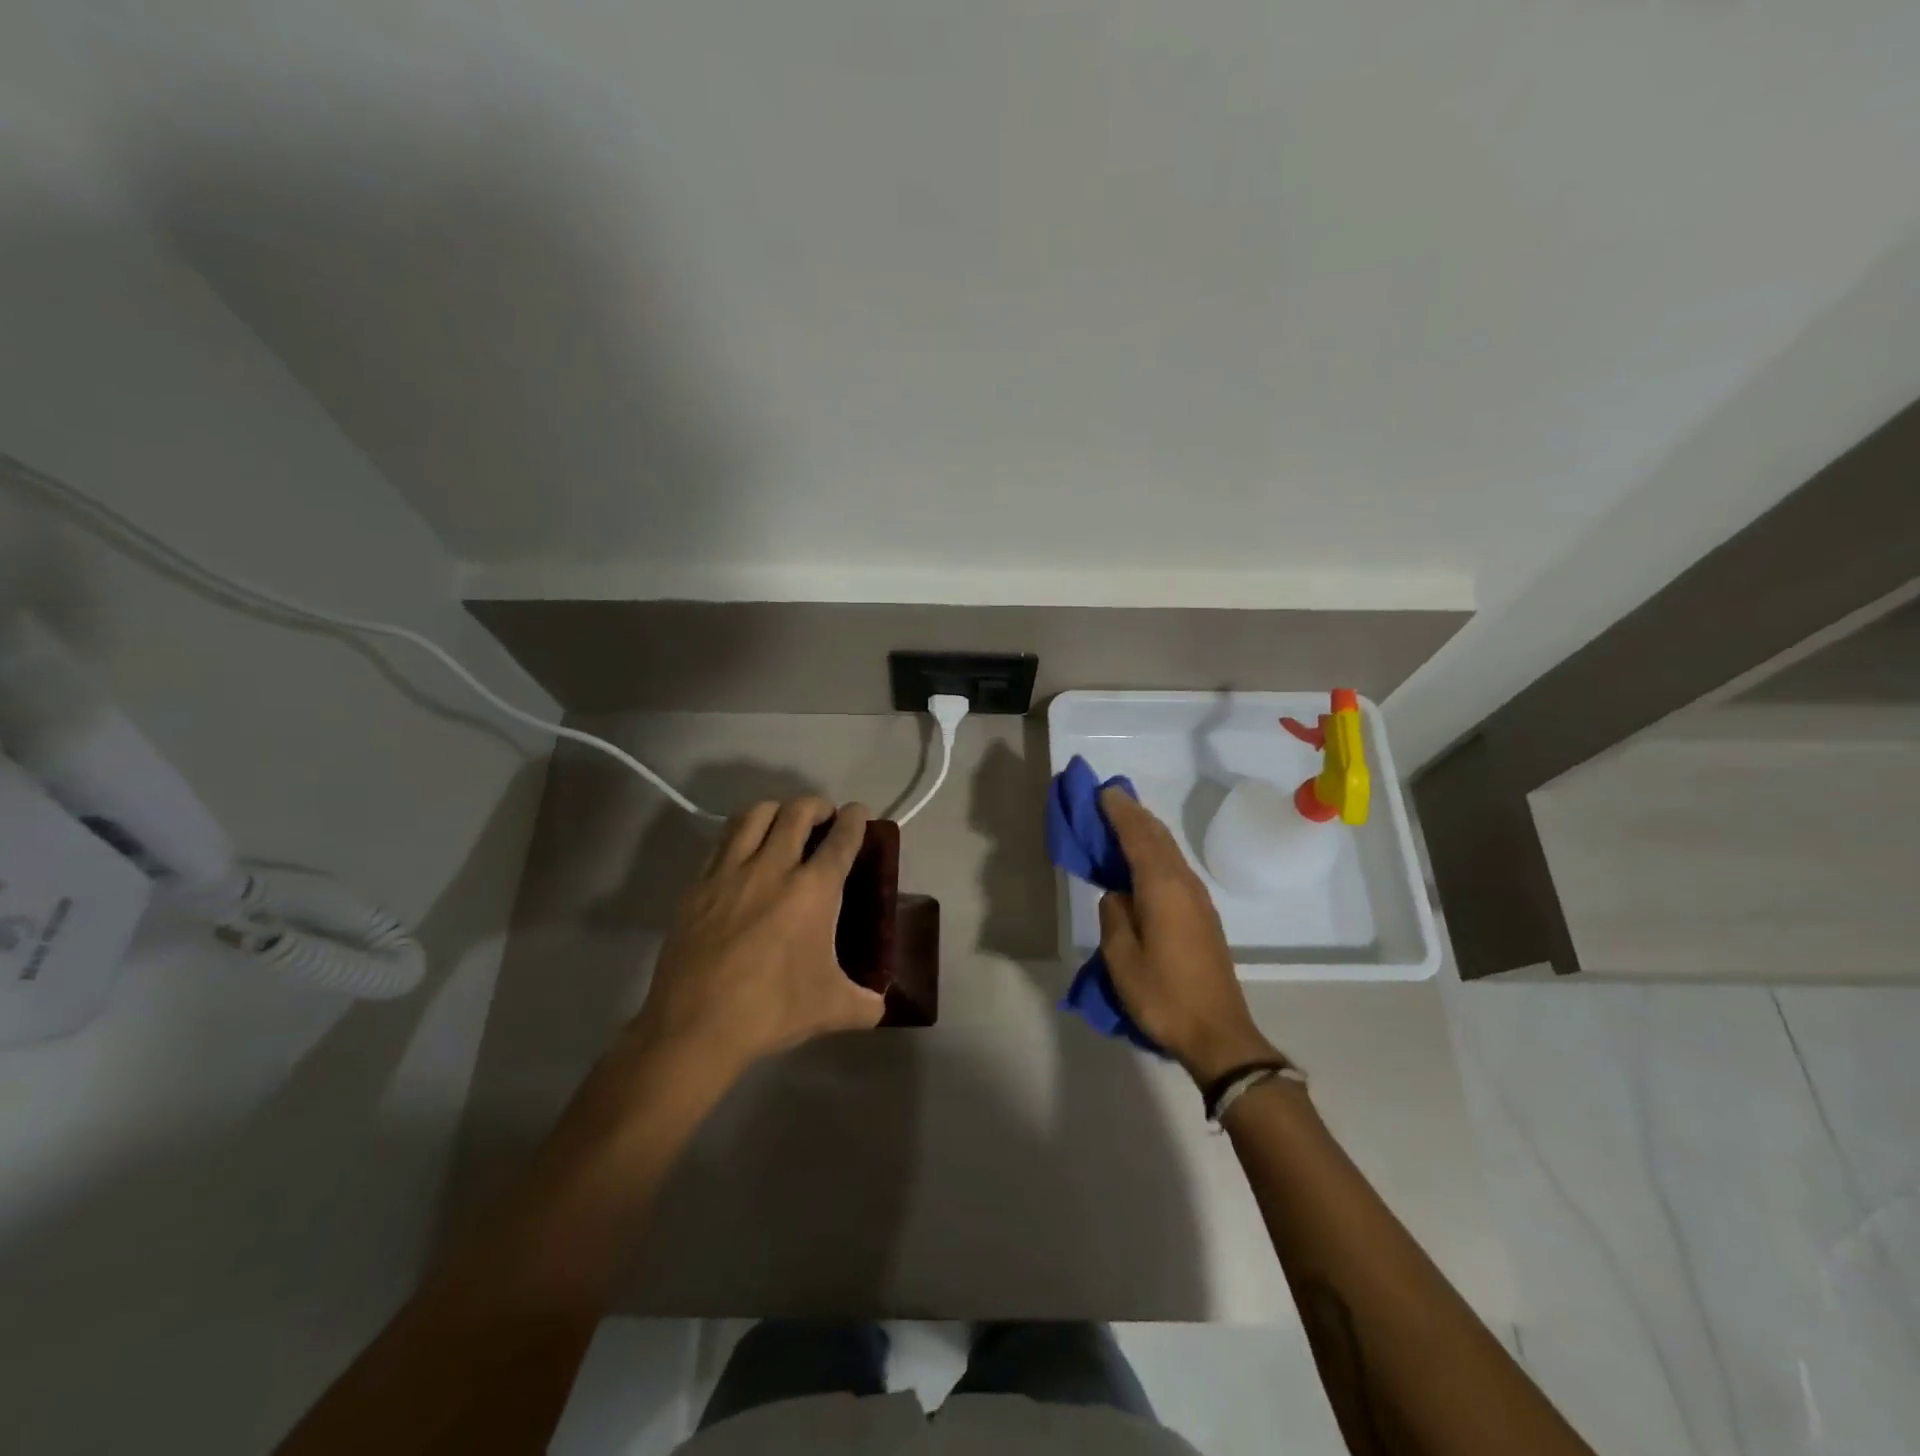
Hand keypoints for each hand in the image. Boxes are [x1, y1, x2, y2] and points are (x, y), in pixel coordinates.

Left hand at [627, 797, 884, 1084]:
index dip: (855, 818)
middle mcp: (773, 867)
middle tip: (824, 819)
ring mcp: (729, 871)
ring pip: (755, 814)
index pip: (841, 837)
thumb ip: (866, 1004)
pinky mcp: (697, 884)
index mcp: (813, 890)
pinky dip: (741, 834)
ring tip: (783, 825)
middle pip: (798, 811)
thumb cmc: (771, 1011)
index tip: (858, 814)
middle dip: (817, 805)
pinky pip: (722, 840)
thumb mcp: (832, 1009)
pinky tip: (744, 853)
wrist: (695, 1027)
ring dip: (777, 810)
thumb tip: (880, 1005)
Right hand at [1096, 788, 1280, 1085]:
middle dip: (1133, 814)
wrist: (1218, 1033)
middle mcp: (1184, 884)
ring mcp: (1197, 899)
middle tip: (1107, 799)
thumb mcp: (1122, 958)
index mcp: (1162, 888)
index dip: (1119, 812)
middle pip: (1158, 837)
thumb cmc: (1164, 996)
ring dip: (1145, 831)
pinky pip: (1174, 868)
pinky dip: (1155, 852)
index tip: (1102, 791)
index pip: (1138, 837)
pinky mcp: (1202, 915)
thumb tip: (1118, 895)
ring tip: (1120, 822)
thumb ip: (1114, 916)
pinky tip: (1142, 860)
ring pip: (1169, 851)